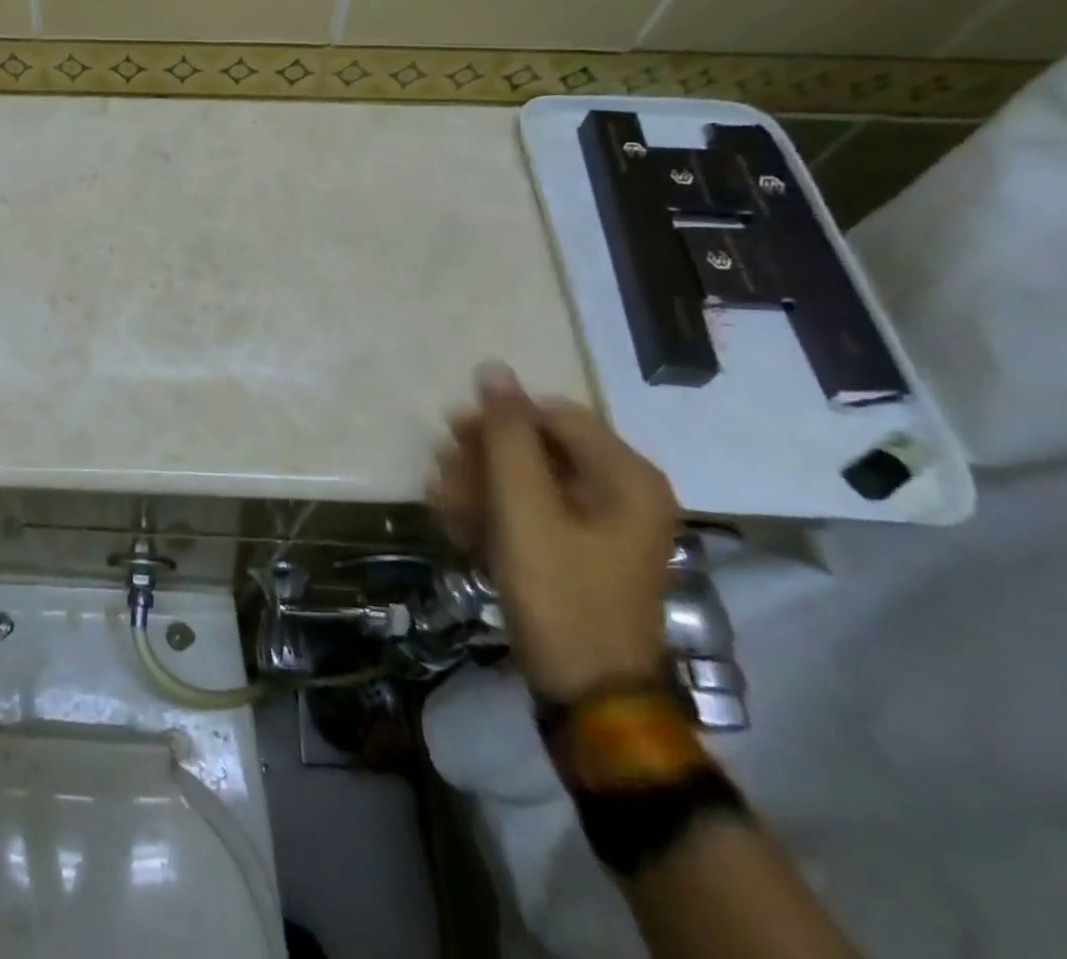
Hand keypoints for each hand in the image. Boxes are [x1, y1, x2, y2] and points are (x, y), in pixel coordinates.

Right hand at [432, 363, 678, 702]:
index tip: (452, 432)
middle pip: (540, 449)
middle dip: (484, 458)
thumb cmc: (558, 593)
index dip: (501, 418)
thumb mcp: (524, 509)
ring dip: (480, 488)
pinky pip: (533, 516)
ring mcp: (601, 528)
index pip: (555, 415)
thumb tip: (494, 369)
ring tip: (440, 503)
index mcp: (626, 477)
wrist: (586, 696)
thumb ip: (507, 436)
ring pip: (529, 484)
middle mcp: (621, 494)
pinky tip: (458, 529)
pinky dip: (495, 517)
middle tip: (441, 470)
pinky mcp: (579, 555)